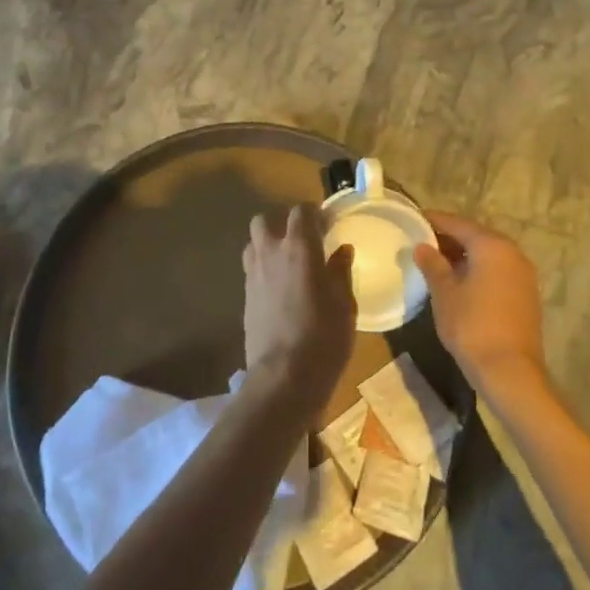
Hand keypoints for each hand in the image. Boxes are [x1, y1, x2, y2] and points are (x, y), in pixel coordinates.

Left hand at [242, 206, 355, 415]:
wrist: (284, 377)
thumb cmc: (323, 336)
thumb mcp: (344, 303)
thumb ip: (340, 271)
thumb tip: (341, 250)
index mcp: (298, 247)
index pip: (300, 211)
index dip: (314, 213)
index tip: (328, 224)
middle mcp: (270, 253)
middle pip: (264, 221)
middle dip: (280, 224)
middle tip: (302, 241)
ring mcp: (253, 275)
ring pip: (253, 244)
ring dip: (267, 246)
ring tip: (287, 264)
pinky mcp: (244, 298)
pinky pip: (251, 271)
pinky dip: (264, 271)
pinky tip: (279, 290)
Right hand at [414, 212, 546, 395]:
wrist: (510, 372)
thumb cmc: (472, 326)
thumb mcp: (444, 293)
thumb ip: (433, 265)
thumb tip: (422, 246)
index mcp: (491, 246)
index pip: (458, 224)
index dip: (435, 221)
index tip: (415, 219)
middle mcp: (512, 253)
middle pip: (476, 237)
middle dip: (450, 238)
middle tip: (423, 242)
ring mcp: (523, 274)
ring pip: (488, 254)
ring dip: (465, 255)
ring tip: (438, 263)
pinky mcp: (526, 294)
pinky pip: (498, 270)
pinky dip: (479, 270)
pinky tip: (461, 282)